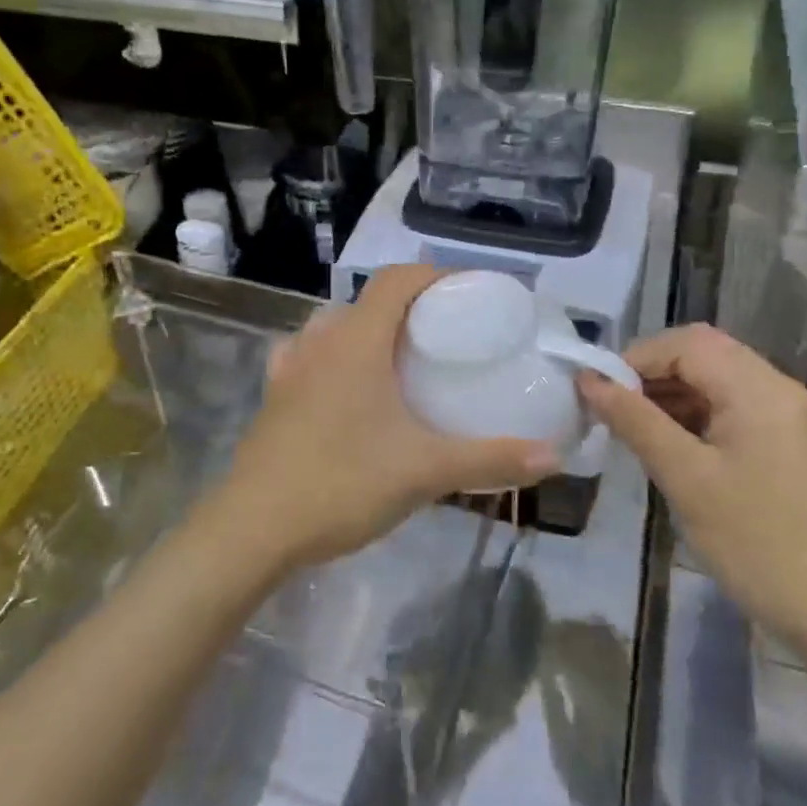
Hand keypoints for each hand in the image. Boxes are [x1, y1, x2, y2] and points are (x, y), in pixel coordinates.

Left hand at [210, 265, 559, 573]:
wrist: (254, 530)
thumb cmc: (342, 485)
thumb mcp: (425, 471)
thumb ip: (490, 459)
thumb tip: (552, 455)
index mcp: (357, 342)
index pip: (396, 280)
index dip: (436, 275)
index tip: (472, 293)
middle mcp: (320, 342)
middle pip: (368, 301)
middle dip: (410, 306)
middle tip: (447, 335)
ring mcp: (291, 369)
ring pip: (335, 327)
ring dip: (369, 330)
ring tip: (401, 358)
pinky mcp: (274, 397)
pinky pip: (307, 357)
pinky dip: (334, 357)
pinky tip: (346, 386)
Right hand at [577, 324, 806, 643]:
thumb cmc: (752, 540)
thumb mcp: (684, 477)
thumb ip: (634, 421)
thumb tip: (589, 381)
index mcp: (758, 389)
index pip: (688, 343)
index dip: (637, 358)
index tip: (599, 391)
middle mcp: (776, 388)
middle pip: (703, 353)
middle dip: (651, 373)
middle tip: (612, 407)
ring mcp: (783, 414)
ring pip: (714, 378)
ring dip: (669, 392)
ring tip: (630, 425)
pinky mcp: (781, 439)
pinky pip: (728, 405)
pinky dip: (691, 412)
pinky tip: (665, 441)